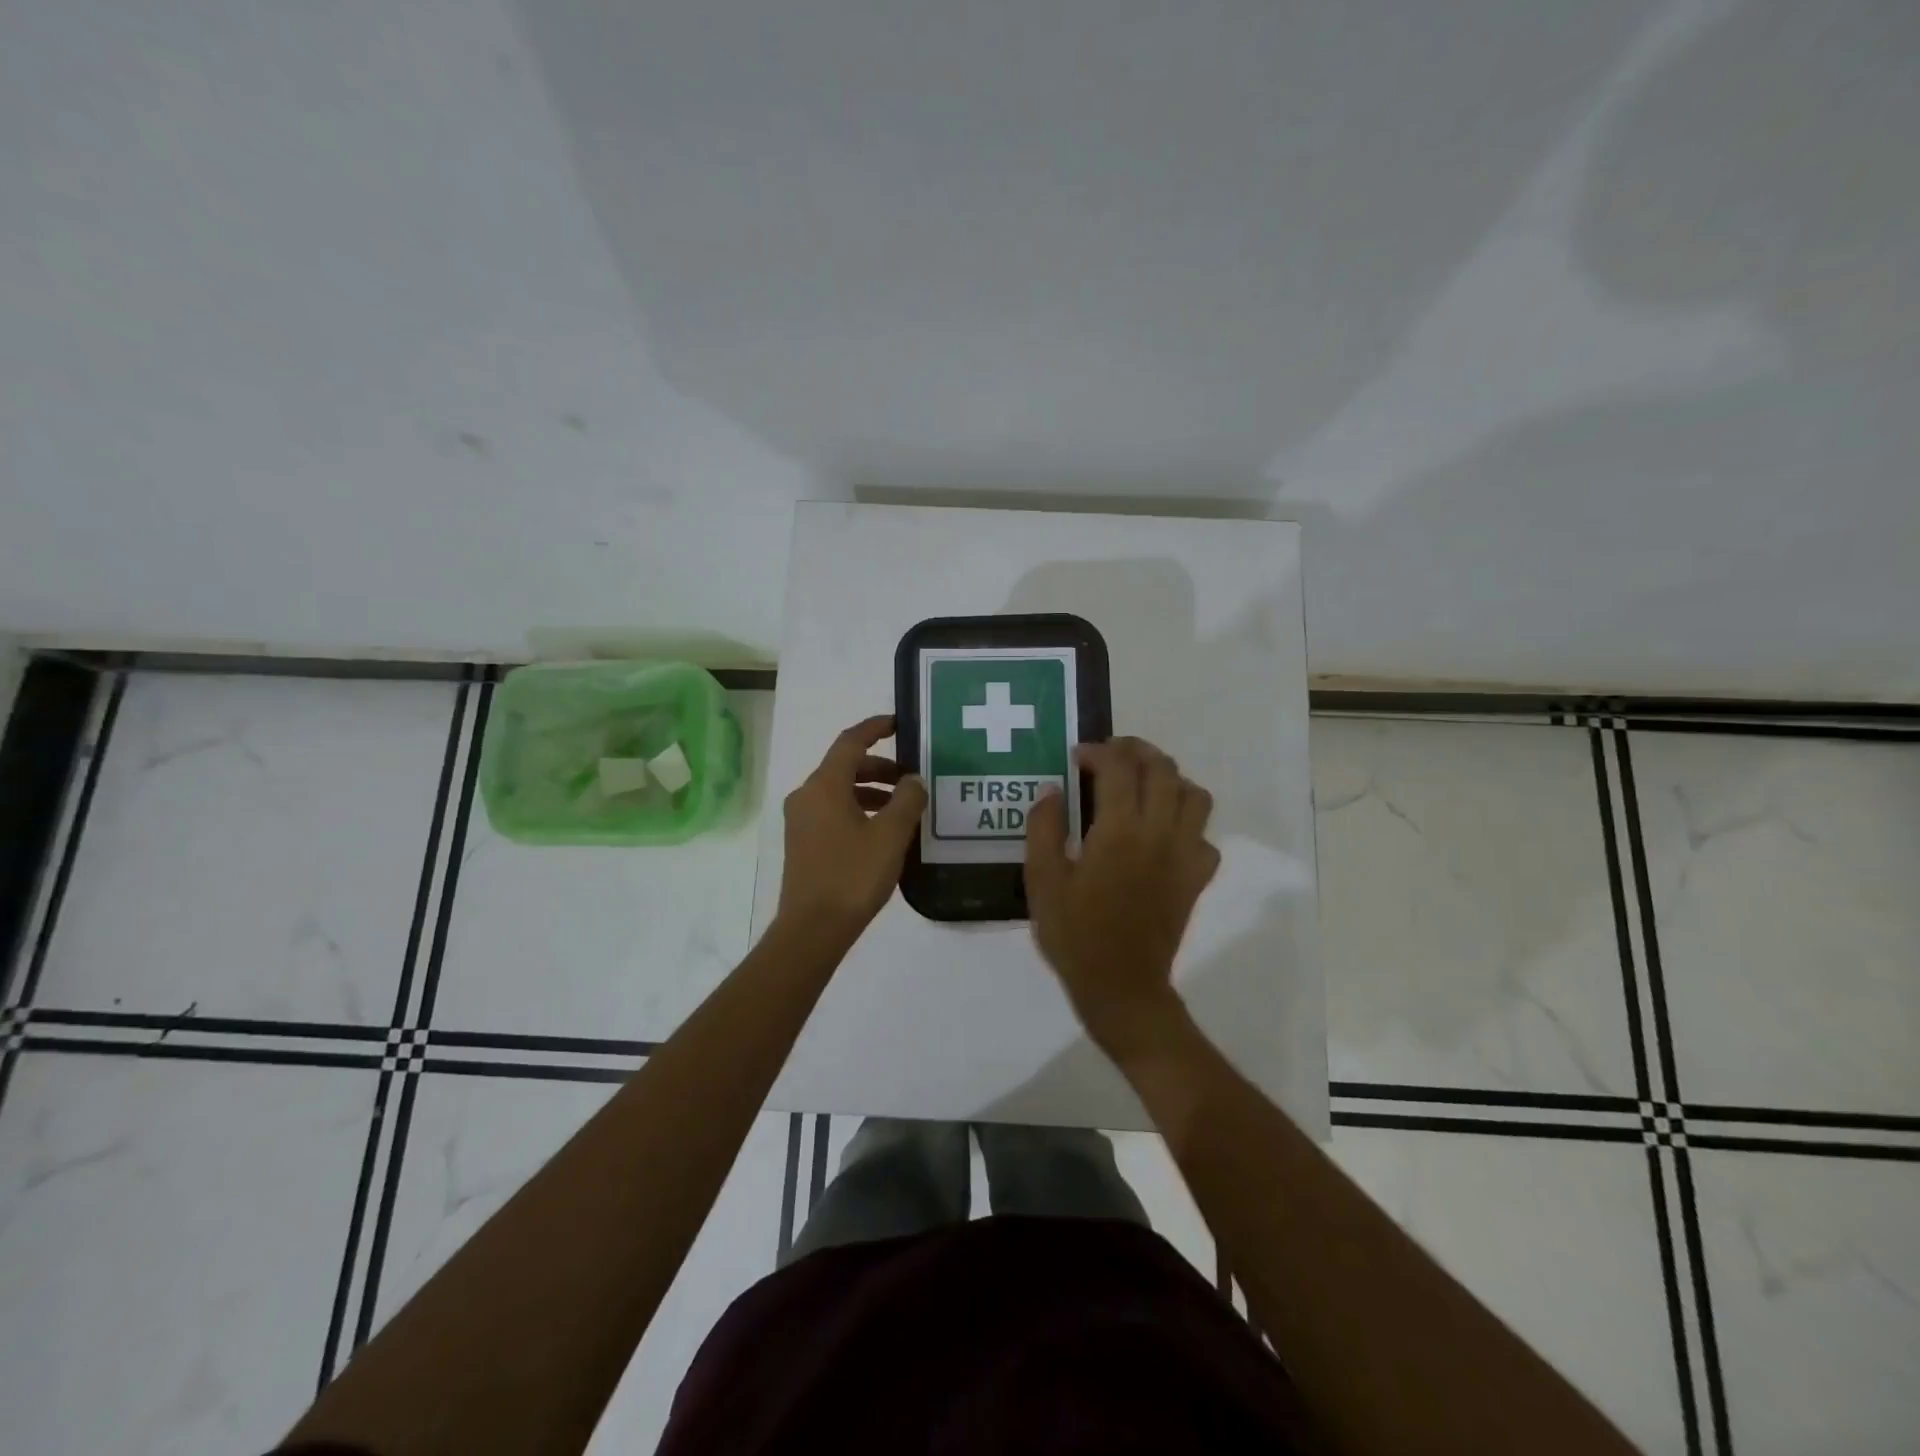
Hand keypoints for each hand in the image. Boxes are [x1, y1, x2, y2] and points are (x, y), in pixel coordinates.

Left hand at [776, 715, 927, 940]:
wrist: (812, 929)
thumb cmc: (853, 875)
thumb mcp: (891, 835)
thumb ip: (908, 800)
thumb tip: (913, 780)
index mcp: (824, 785)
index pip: (850, 742)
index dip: (875, 728)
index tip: (899, 723)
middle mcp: (807, 795)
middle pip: (845, 767)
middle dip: (880, 767)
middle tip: (911, 779)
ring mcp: (801, 820)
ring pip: (839, 791)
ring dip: (871, 791)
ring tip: (903, 808)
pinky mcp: (803, 842)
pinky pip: (833, 811)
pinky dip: (859, 809)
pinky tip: (882, 832)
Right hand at [1024, 737, 1219, 1058]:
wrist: (1121, 986)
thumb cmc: (1075, 934)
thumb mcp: (1042, 881)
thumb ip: (1044, 829)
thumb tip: (1052, 790)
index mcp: (1119, 831)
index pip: (1119, 767)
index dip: (1098, 751)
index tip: (1078, 758)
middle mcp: (1160, 833)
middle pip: (1163, 769)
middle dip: (1136, 751)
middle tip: (1110, 757)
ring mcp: (1185, 855)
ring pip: (1195, 796)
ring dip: (1169, 780)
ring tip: (1141, 788)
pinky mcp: (1197, 878)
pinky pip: (1205, 836)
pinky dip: (1187, 824)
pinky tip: (1162, 835)